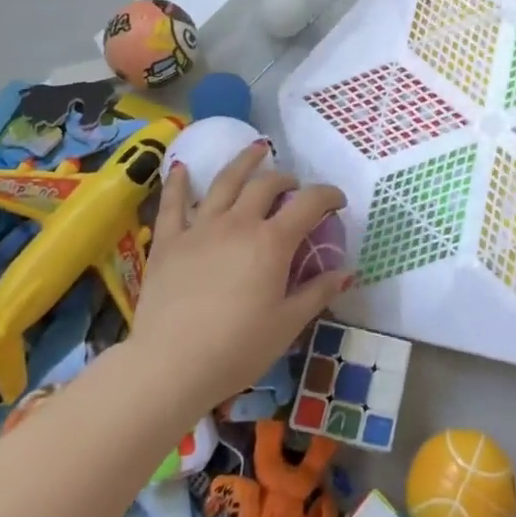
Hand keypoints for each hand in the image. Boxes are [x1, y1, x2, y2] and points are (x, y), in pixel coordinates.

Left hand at [131, 143, 349, 414]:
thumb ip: (318, 292)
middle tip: (294, 188)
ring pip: (225, 182)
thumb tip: (347, 272)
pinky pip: (173, 204)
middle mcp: (239, 223)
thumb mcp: (287, 325)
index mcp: (272, 242)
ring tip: (256, 150)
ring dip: (244, 162)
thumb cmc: (237, 349)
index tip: (337, 202)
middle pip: (267, 185)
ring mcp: (200, 228)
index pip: (309, 203)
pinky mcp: (168, 241)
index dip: (328, 196)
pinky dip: (179, 183)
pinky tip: (182, 167)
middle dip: (286, 180)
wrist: (170, 366)